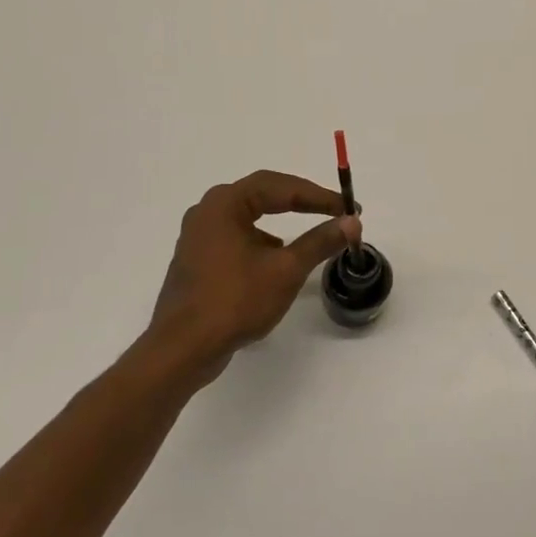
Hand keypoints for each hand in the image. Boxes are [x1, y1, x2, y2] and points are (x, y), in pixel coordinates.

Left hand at [139, 170, 360, 390]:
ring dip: (281, 221)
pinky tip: (277, 260)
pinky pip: (238, 237)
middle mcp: (207, 212)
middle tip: (334, 211)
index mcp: (225, 204)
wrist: (183, 349)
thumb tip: (352, 222)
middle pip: (262, 194)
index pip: (280, 187)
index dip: (319, 196)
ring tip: (311, 234)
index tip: (349, 208)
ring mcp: (198, 237)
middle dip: (301, 201)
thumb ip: (320, 241)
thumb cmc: (235, 301)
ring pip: (249, 216)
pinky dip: (263, 241)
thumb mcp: (286, 270)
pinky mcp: (198, 260)